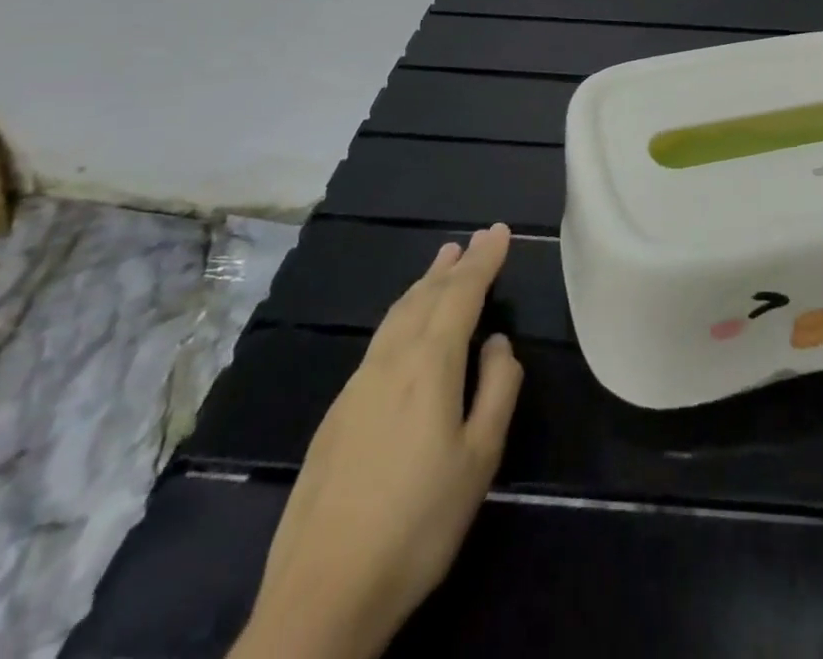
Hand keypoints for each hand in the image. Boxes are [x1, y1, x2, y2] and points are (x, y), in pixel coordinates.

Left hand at [232, 225, 523, 658]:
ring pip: (397, 315)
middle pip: (425, 296)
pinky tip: (406, 326)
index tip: (499, 230)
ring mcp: (357, 385)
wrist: (322, 593)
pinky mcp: (337, 412)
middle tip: (474, 239)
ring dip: (424, 284)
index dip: (484, 260)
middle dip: (454, 265)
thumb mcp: (479, 459)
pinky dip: (403, 314)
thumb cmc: (418, 523)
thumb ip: (497, 389)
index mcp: (429, 364)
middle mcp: (390, 361)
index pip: (461, 293)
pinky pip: (380, 340)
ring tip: (442, 263)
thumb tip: (497, 343)